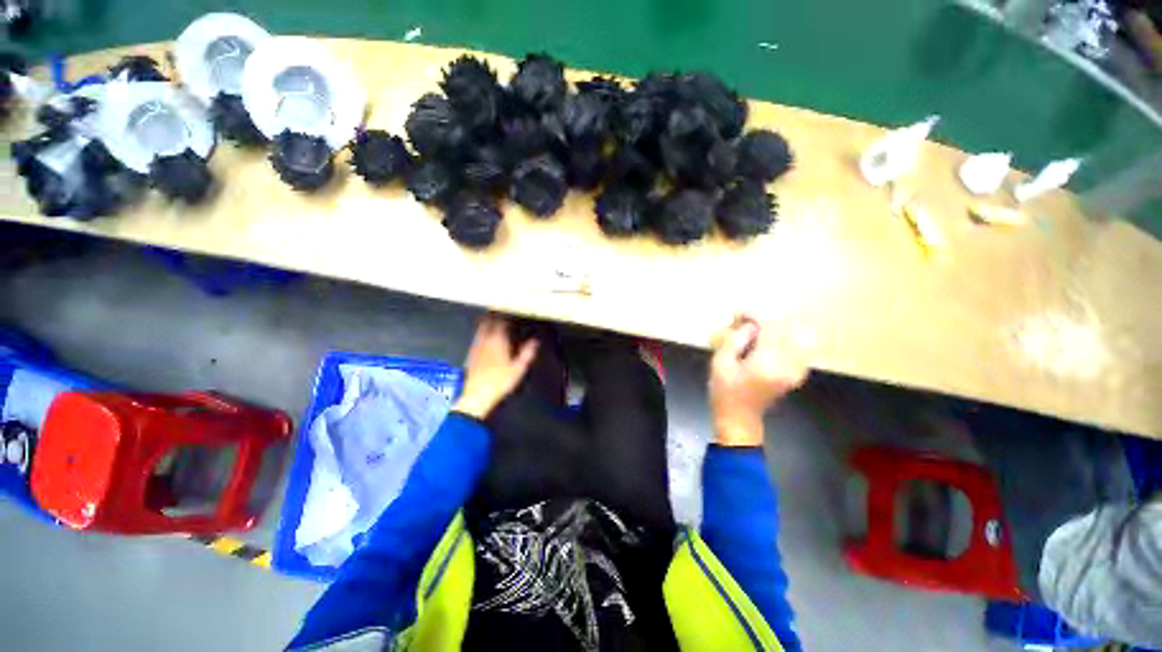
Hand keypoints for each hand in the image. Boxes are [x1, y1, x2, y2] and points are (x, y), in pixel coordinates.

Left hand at [453, 315, 538, 419]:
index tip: (510, 313)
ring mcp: (477, 347)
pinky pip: (476, 338)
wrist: (477, 395)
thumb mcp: (518, 368)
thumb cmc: (499, 382)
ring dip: (486, 322)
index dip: (506, 316)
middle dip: (494, 315)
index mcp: (498, 342)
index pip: (502, 323)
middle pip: (489, 322)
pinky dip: (481, 333)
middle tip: (499, 311)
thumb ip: (527, 353)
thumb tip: (535, 341)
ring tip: (491, 318)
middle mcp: (486, 341)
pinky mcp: (471, 354)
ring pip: (481, 328)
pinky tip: (484, 336)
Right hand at [709, 315, 808, 446]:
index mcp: (766, 363)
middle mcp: (786, 365)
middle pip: (785, 330)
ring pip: (796, 338)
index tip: (741, 313)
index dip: (756, 316)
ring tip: (758, 331)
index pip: (770, 328)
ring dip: (778, 330)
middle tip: (746, 322)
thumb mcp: (720, 363)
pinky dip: (787, 340)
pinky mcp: (796, 374)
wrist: (739, 417)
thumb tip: (749, 326)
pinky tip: (771, 342)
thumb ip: (734, 340)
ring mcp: (795, 371)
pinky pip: (800, 349)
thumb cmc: (725, 391)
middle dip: (766, 321)